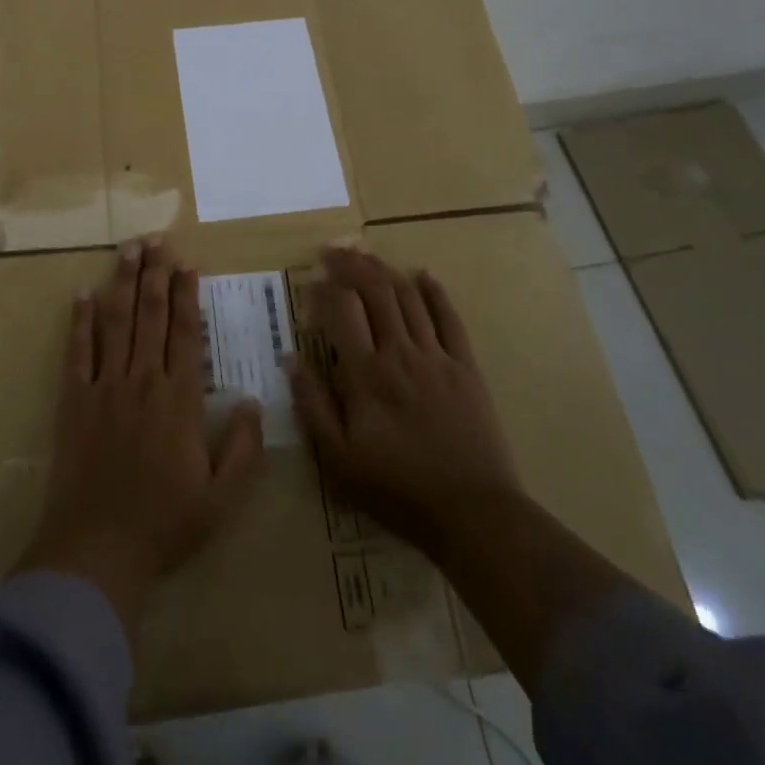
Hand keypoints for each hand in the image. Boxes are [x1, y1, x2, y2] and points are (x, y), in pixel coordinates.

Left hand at [16, 239, 264, 630]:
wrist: (98, 550)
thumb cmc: (164, 524)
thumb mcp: (223, 498)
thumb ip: (245, 448)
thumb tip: (256, 400)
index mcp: (180, 400)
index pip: (184, 334)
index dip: (186, 296)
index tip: (187, 265)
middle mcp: (143, 382)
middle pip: (149, 316)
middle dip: (154, 274)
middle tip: (157, 240)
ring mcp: (105, 387)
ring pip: (115, 322)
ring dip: (121, 282)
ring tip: (128, 249)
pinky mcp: (74, 401)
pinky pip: (77, 352)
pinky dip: (79, 321)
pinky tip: (82, 294)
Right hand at [288, 247, 522, 562]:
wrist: (473, 513)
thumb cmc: (397, 489)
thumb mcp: (338, 460)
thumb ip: (312, 406)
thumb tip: (291, 359)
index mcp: (365, 375)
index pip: (340, 310)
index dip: (323, 288)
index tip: (310, 280)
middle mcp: (399, 353)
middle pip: (374, 292)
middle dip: (350, 265)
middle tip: (333, 252)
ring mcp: (436, 356)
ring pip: (408, 297)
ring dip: (384, 270)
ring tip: (366, 255)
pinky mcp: (465, 366)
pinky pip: (449, 317)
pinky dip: (434, 291)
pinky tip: (422, 275)